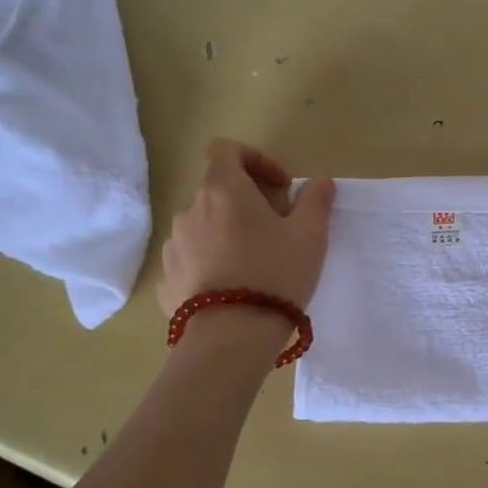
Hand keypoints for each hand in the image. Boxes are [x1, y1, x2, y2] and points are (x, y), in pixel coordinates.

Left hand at [156, 140, 336, 316]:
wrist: (232, 337)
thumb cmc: (276, 274)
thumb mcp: (310, 235)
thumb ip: (316, 201)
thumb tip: (320, 182)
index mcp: (223, 191)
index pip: (226, 150)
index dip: (256, 159)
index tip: (281, 187)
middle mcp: (190, 211)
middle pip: (219, 191)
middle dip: (249, 203)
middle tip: (279, 231)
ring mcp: (174, 247)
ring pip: (205, 227)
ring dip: (229, 234)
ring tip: (256, 265)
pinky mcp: (167, 280)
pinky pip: (193, 260)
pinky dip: (213, 264)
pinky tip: (235, 288)